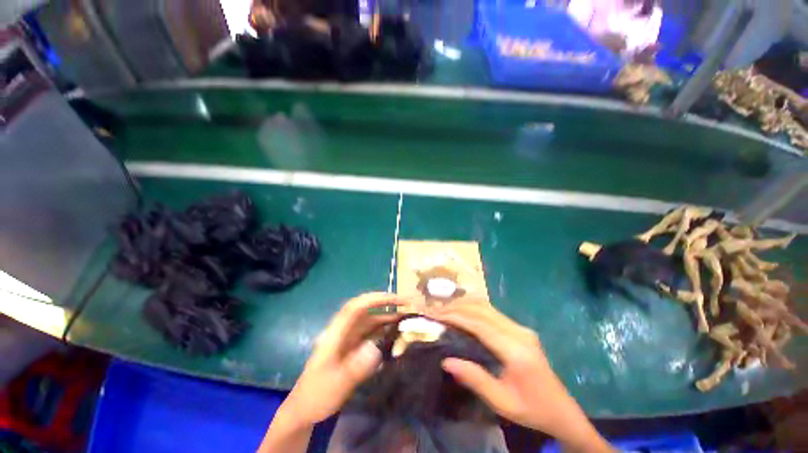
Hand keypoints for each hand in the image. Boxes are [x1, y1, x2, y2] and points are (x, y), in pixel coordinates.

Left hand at [281, 292, 401, 425]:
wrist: (305, 409)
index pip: (357, 307)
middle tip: (408, 306)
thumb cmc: (317, 395)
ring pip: (370, 322)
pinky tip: (395, 335)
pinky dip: (383, 332)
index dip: (376, 299)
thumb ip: (356, 367)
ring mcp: (348, 339)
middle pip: (366, 311)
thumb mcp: (336, 384)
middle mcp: (344, 331)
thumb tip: (377, 349)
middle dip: (386, 305)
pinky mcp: (352, 348)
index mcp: (336, 333)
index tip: (396, 298)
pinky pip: (370, 334)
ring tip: (406, 319)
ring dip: (387, 318)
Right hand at [430, 302, 610, 451]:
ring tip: (444, 310)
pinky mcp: (519, 328)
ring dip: (463, 305)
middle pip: (482, 309)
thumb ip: (475, 379)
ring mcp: (521, 328)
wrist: (563, 411)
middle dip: (456, 307)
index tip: (435, 316)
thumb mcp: (502, 403)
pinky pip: (491, 312)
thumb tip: (446, 360)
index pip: (479, 324)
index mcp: (516, 350)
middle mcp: (519, 332)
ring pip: (486, 306)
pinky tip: (461, 312)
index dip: (455, 316)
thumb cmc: (532, 410)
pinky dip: (472, 309)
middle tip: (435, 311)